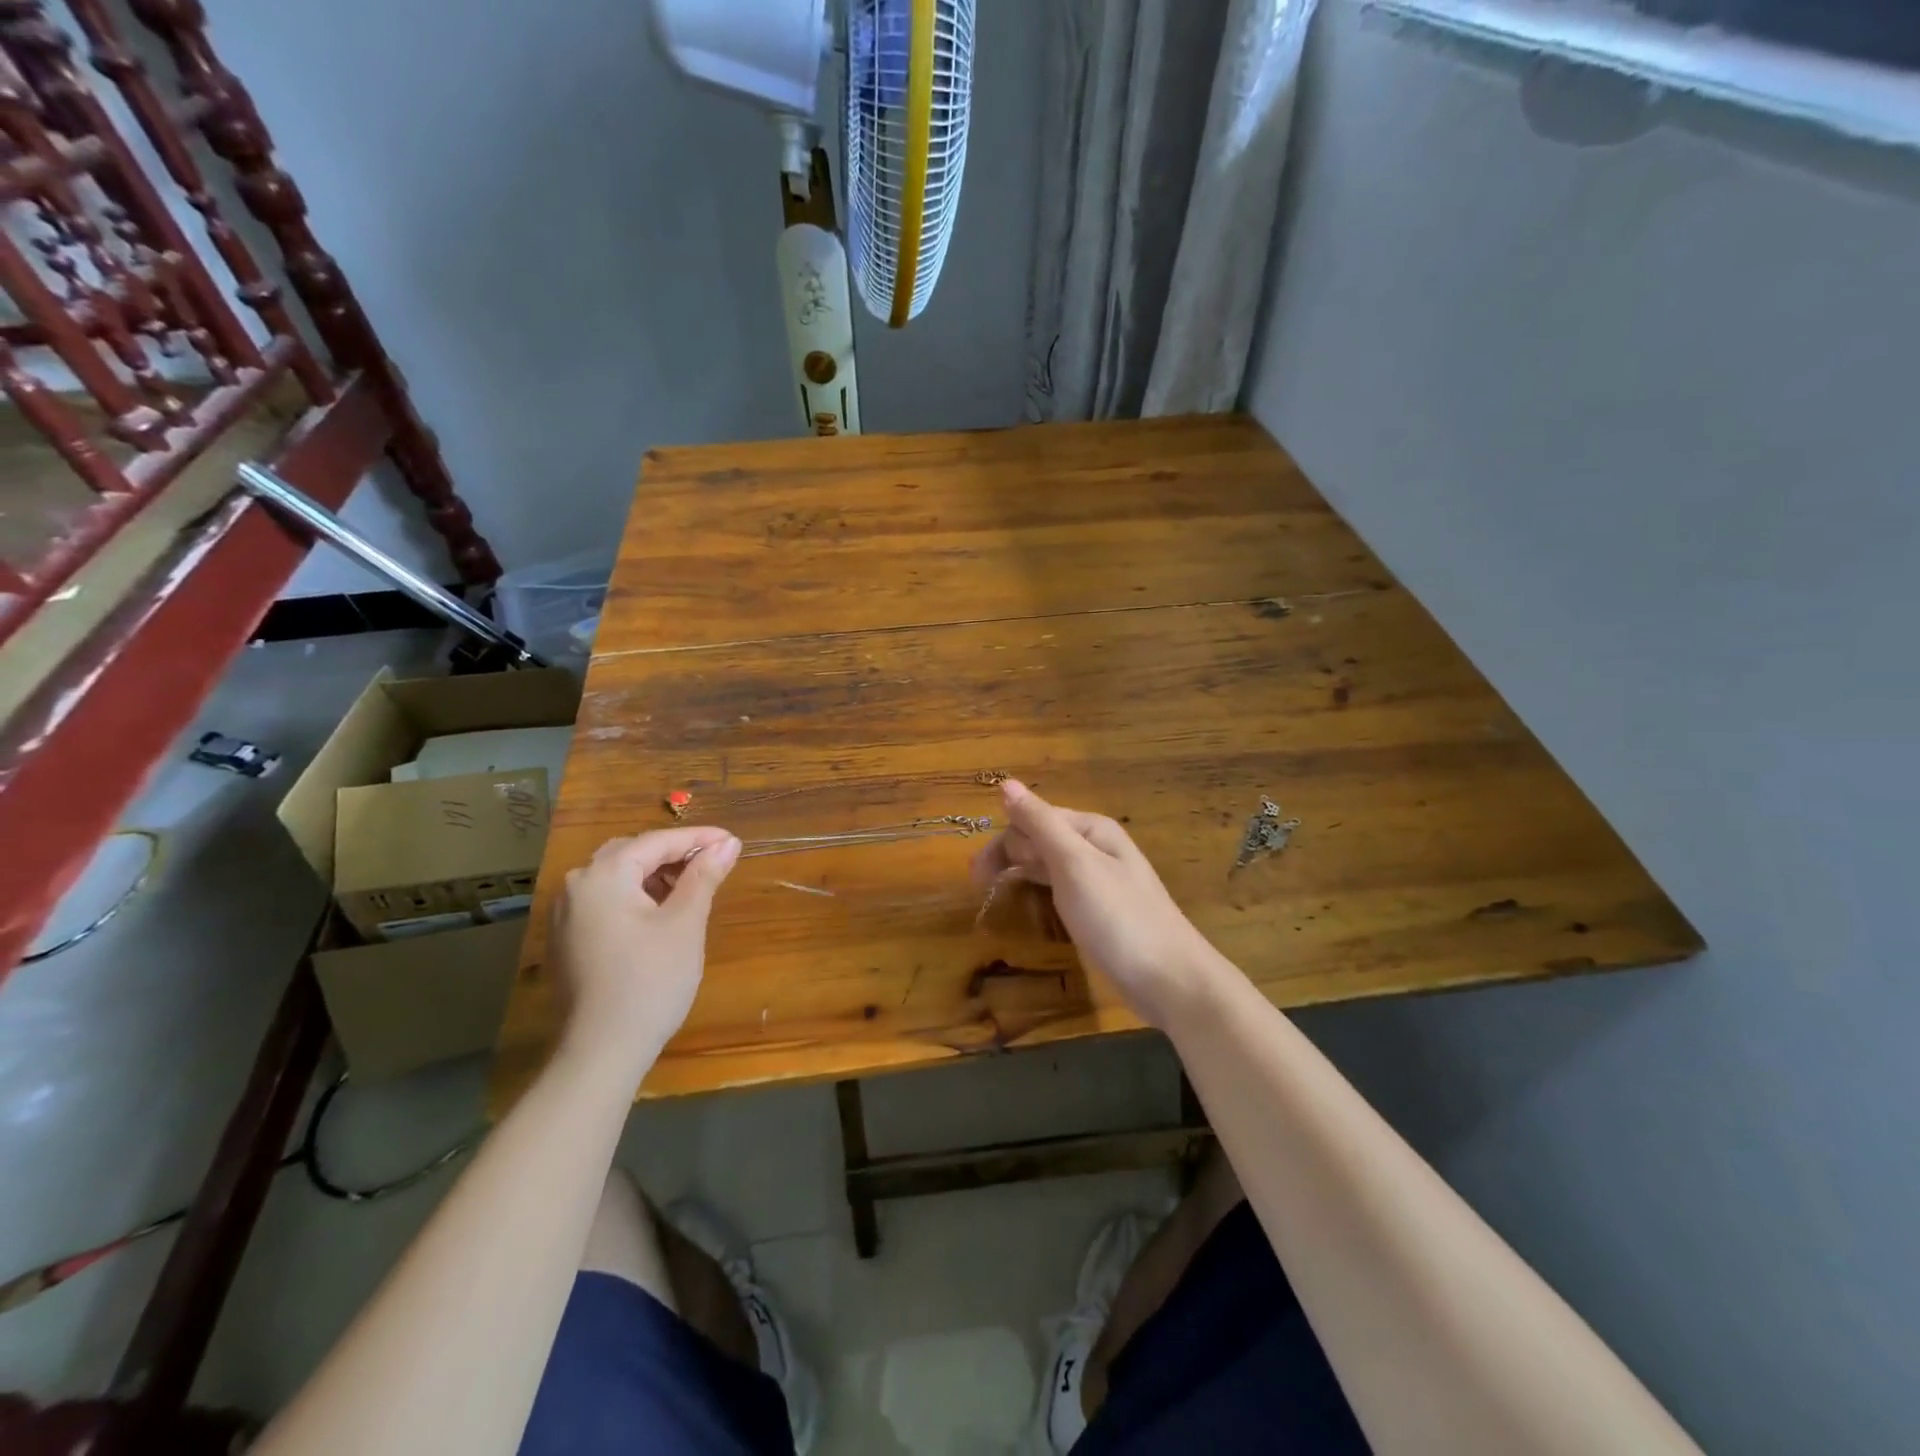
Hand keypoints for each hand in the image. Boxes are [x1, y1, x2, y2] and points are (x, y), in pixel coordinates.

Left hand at [550, 827, 740, 1078]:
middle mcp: (577, 886)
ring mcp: (566, 914)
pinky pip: (606, 900)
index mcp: (603, 875)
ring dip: (656, 875)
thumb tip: (728, 843)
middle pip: (632, 853)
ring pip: (618, 877)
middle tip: (714, 862)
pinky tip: (661, 913)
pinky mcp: (568, 939)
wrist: (602, 1050)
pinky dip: (637, 896)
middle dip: (675, 854)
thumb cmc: (650, 980)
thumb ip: (704, 876)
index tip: (733, 841)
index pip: (657, 841)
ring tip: (693, 888)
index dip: (698, 838)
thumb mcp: (685, 923)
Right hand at [970, 781, 1222, 1029]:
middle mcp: (1096, 846)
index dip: (1004, 841)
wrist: (1170, 979)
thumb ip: (1040, 823)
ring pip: (1048, 862)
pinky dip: (1038, 888)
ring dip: (1018, 869)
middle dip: (1007, 854)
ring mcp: (1100, 878)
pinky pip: (1060, 887)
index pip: (1034, 818)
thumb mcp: (1074, 865)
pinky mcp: (1100, 909)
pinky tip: (1027, 900)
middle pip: (1040, 837)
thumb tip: (1006, 783)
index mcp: (1091, 828)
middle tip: (977, 886)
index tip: (977, 875)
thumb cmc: (1118, 917)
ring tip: (989, 891)